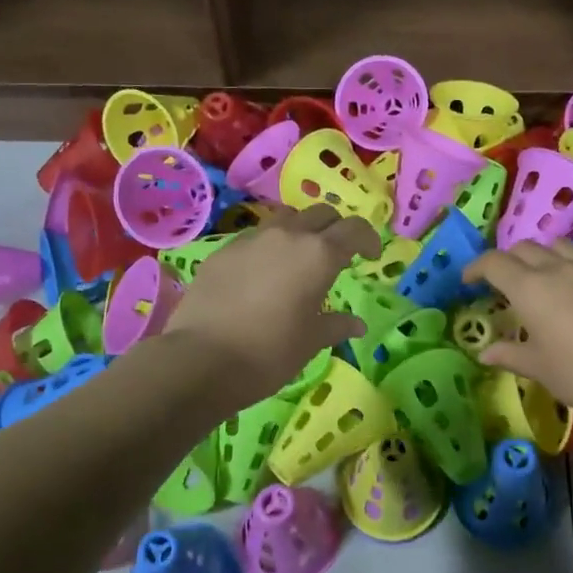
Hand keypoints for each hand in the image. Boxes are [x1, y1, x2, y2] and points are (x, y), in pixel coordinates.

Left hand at [162, 205, 381, 409]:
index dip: (368, 239)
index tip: (371, 257)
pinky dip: (268, 246)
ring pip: (286, 218)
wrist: (201, 359)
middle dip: (335, 229)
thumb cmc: (269, 352)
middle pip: (321, 214)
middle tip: (337, 255)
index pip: (354, 230)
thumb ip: (337, 325)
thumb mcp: (311, 341)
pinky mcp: (223, 250)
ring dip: (300, 231)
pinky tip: (262, 274)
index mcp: (319, 255)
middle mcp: (287, 236)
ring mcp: (251, 239)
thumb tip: (357, 324)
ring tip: (298, 258)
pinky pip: (254, 237)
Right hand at [462, 240, 572, 433]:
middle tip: (506, 282)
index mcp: (530, 288)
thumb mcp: (540, 368)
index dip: (476, 267)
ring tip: (545, 277)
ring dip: (545, 256)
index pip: (493, 263)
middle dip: (509, 260)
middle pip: (525, 248)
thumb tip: (485, 353)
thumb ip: (510, 354)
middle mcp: (559, 268)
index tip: (469, 280)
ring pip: (561, 246)